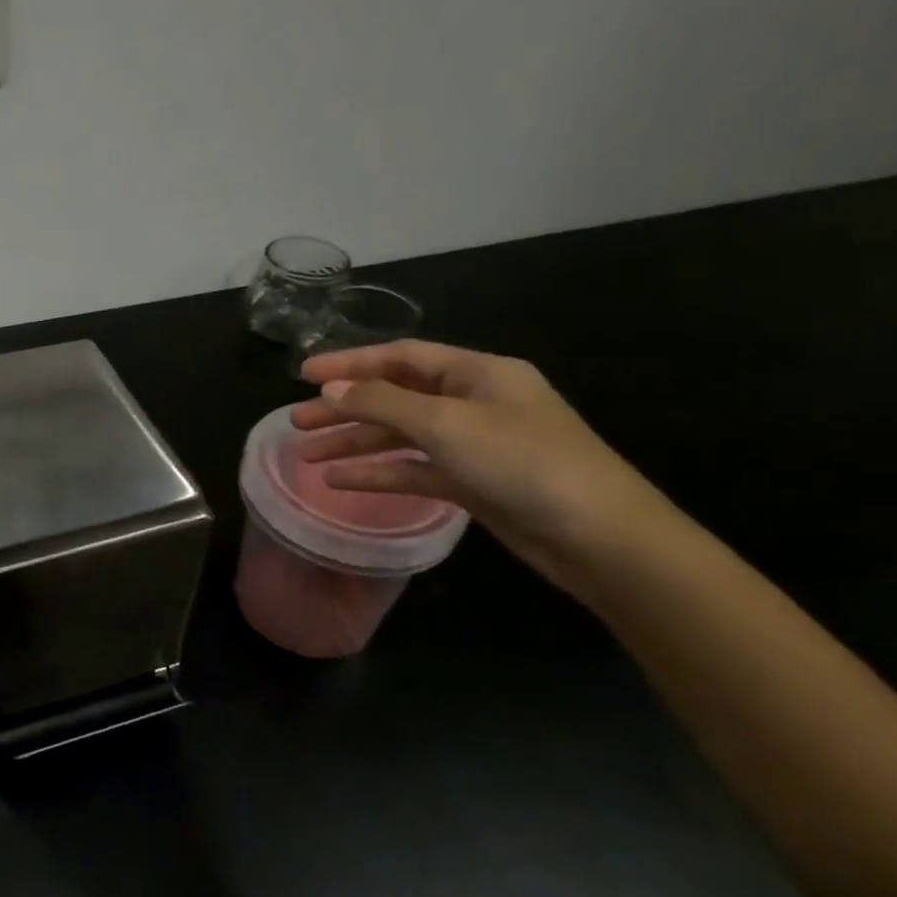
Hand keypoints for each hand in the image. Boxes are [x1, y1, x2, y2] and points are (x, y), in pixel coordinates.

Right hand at [289, 341, 669, 590]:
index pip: (400, 357)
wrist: (600, 538)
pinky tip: (339, 481)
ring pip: (400, 436)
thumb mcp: (447, 424)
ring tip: (307, 455)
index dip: (349, 362)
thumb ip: (382, 403)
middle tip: (296, 421)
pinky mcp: (472, 482)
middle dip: (344, 408)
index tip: (303, 374)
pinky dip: (378, 473)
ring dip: (354, 443)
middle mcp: (473, 402)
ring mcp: (473, 444)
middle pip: (394, 396)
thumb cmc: (524, 463)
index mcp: (477, 374)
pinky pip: (414, 469)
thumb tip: (330, 389)